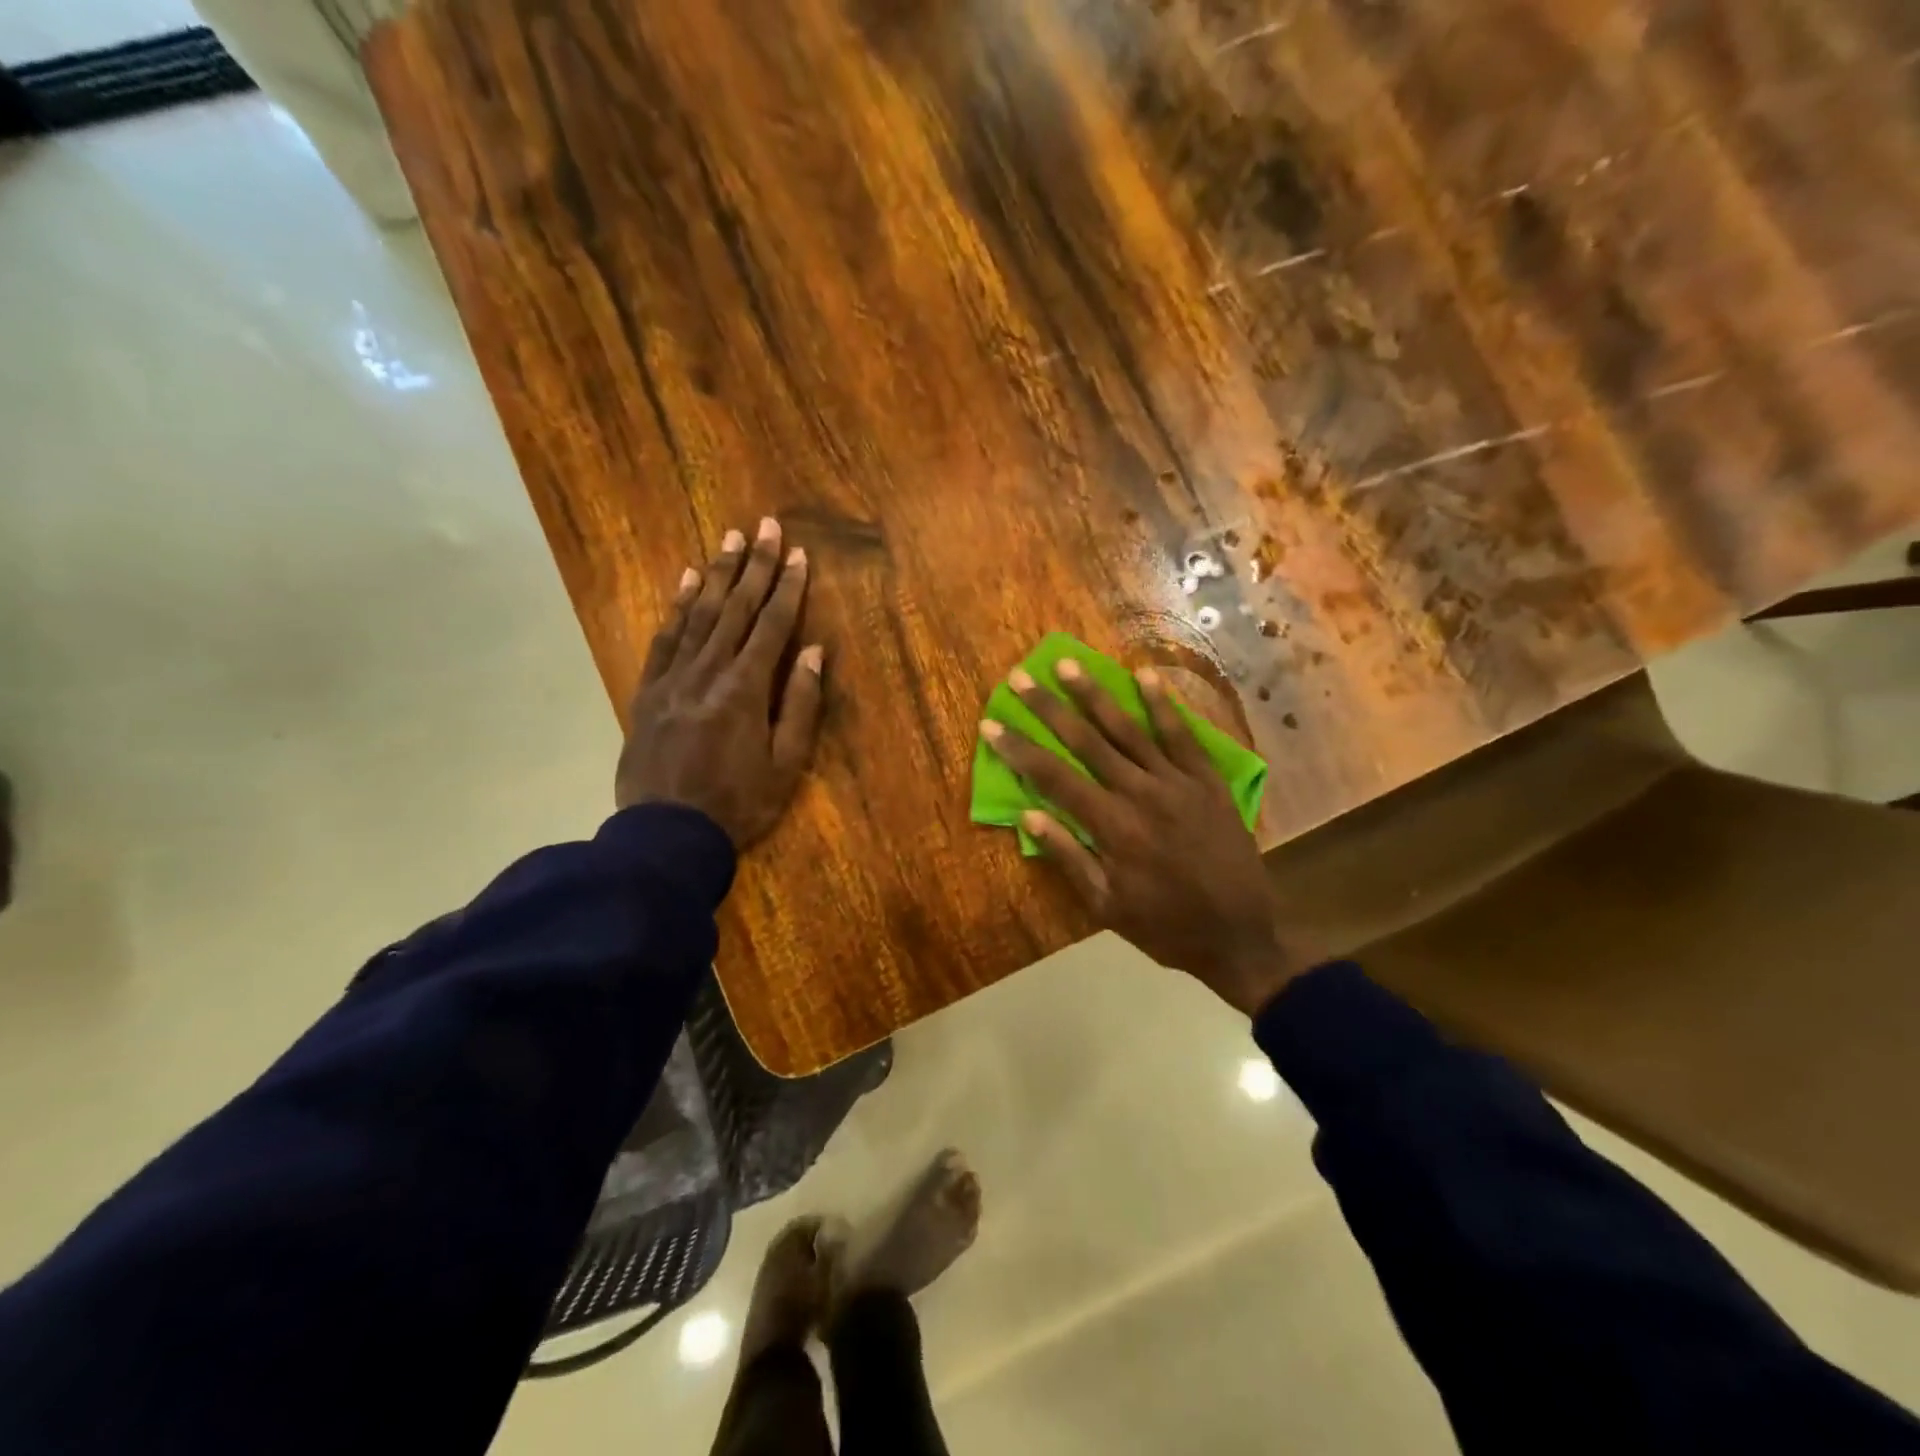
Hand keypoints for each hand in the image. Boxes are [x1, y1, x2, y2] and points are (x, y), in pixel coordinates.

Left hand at [616, 519, 824, 848]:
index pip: (773, 626)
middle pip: (737, 609)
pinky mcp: (649, 690)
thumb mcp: (786, 765)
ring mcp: (674, 677)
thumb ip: (801, 706)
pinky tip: (688, 582)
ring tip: (731, 540)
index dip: (789, 588)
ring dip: (718, 575)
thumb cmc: (738, 804)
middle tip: (766, 526)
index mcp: (746, 689)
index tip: (799, 554)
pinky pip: (665, 638)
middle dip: (755, 566)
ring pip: (700, 615)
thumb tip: (813, 651)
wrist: (666, 834)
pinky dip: (678, 607)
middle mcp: (709, 671)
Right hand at [980, 663, 1307, 1015]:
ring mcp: (1177, 782)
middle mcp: (1140, 794)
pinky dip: (1162, 704)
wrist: (1239, 935)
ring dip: (1095, 694)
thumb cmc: (1165, 925)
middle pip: (1086, 742)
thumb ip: (1067, 857)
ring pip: (1128, 729)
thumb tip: (1027, 815)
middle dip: (1049, 708)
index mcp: (1111, 827)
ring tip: (1068, 664)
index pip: (1053, 778)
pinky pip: (1182, 735)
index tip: (992, 725)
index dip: (1020, 750)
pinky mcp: (1207, 780)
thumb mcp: (1106, 905)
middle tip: (1021, 677)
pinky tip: (1145, 675)